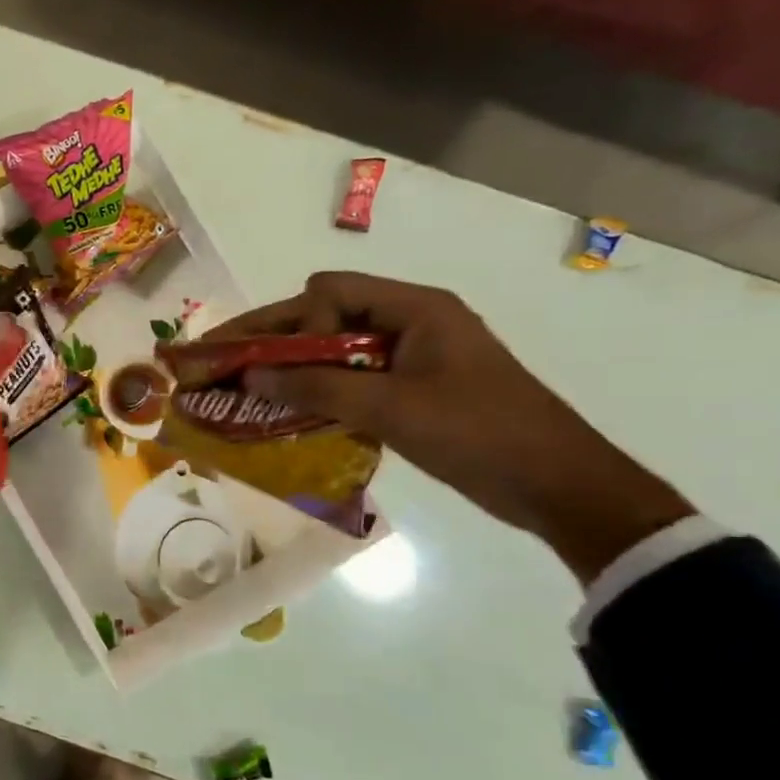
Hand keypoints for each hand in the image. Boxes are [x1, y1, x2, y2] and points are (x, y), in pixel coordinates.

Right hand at [220, 272, 693, 583]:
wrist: (560, 487)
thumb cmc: (480, 434)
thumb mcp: (392, 409)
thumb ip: (316, 389)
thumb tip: (249, 377)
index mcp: (414, 309)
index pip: (329, 292)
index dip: (293, 321)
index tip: (271, 362)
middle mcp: (408, 322)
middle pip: (324, 318)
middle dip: (273, 342)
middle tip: (220, 365)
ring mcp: (410, 357)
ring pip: (332, 351)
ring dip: (290, 370)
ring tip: (242, 392)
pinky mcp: (410, 389)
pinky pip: (349, 380)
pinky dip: (315, 393)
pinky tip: (286, 414)